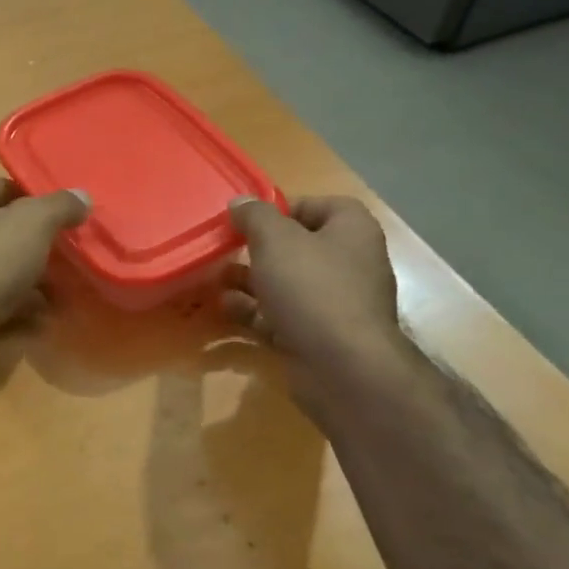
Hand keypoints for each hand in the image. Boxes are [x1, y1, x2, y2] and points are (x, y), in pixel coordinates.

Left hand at [0, 176, 89, 350]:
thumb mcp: (34, 222)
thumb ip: (60, 206)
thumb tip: (82, 196)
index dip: (30, 196)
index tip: (60, 213)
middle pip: (1, 231)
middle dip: (35, 244)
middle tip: (68, 254)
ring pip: (0, 271)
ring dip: (32, 282)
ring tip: (65, 292)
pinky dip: (19, 311)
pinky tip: (44, 321)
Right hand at [222, 195, 411, 413]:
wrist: (341, 366)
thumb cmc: (312, 288)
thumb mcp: (276, 240)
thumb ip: (255, 217)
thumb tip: (240, 202)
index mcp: (351, 232)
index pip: (320, 205)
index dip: (284, 208)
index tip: (249, 219)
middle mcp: (349, 264)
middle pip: (299, 247)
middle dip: (259, 248)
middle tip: (226, 248)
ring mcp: (334, 304)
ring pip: (286, 284)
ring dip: (250, 281)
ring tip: (216, 278)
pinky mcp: (317, 336)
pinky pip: (281, 316)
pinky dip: (254, 312)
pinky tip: (225, 308)